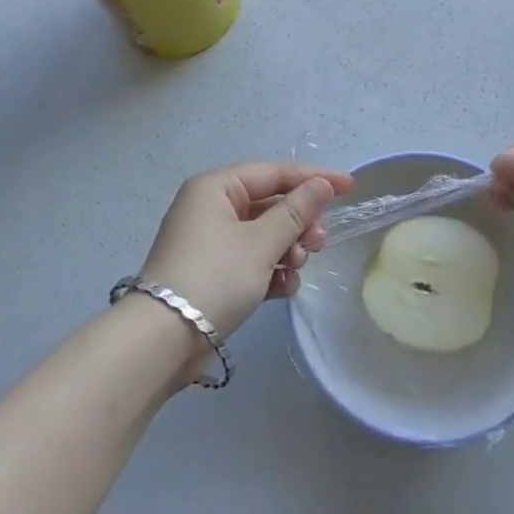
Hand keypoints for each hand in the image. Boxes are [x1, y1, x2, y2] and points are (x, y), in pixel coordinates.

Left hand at [139, 161, 355, 345]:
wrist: (163, 340)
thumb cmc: (215, 277)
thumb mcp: (261, 243)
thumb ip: (295, 212)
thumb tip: (321, 185)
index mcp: (216, 188)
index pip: (273, 173)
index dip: (313, 178)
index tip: (350, 187)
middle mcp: (210, 208)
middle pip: (269, 204)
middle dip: (298, 223)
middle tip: (319, 242)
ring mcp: (209, 242)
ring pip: (262, 235)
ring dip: (286, 249)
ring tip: (297, 267)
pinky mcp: (211, 273)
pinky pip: (250, 261)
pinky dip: (269, 271)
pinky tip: (283, 288)